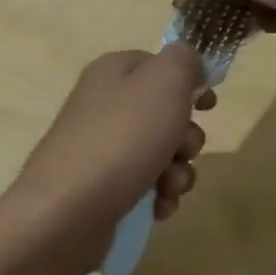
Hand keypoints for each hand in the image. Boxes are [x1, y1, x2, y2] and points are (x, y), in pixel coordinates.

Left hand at [3, 47, 214, 274]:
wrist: (66, 213)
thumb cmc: (122, 140)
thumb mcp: (164, 83)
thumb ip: (184, 61)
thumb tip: (189, 64)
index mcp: (114, 72)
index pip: (161, 65)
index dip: (190, 83)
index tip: (209, 105)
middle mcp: (105, 105)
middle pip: (167, 113)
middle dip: (187, 137)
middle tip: (181, 150)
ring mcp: (102, 148)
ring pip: (162, 153)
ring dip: (178, 171)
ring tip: (168, 187)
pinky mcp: (103, 187)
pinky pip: (146, 184)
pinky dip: (160, 195)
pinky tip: (158, 208)